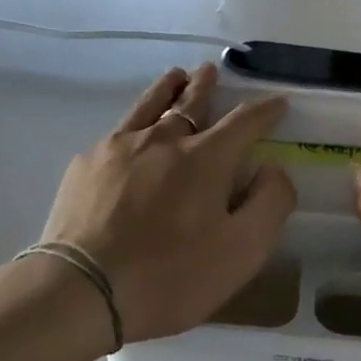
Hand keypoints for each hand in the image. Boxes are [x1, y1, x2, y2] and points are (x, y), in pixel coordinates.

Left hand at [37, 64, 295, 342]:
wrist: (82, 290)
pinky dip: (134, 124)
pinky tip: (130, 136)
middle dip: (207, 86)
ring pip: (149, 105)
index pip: (244, 122)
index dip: (265, 111)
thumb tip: (273, 168)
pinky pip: (117, 133)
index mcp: (205, 159)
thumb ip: (269, 204)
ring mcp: (118, 147)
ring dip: (168, 89)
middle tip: (212, 70)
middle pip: (190, 102)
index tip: (277, 102)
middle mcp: (162, 140)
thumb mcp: (242, 252)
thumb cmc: (171, 276)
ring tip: (175, 77)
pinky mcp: (85, 165)